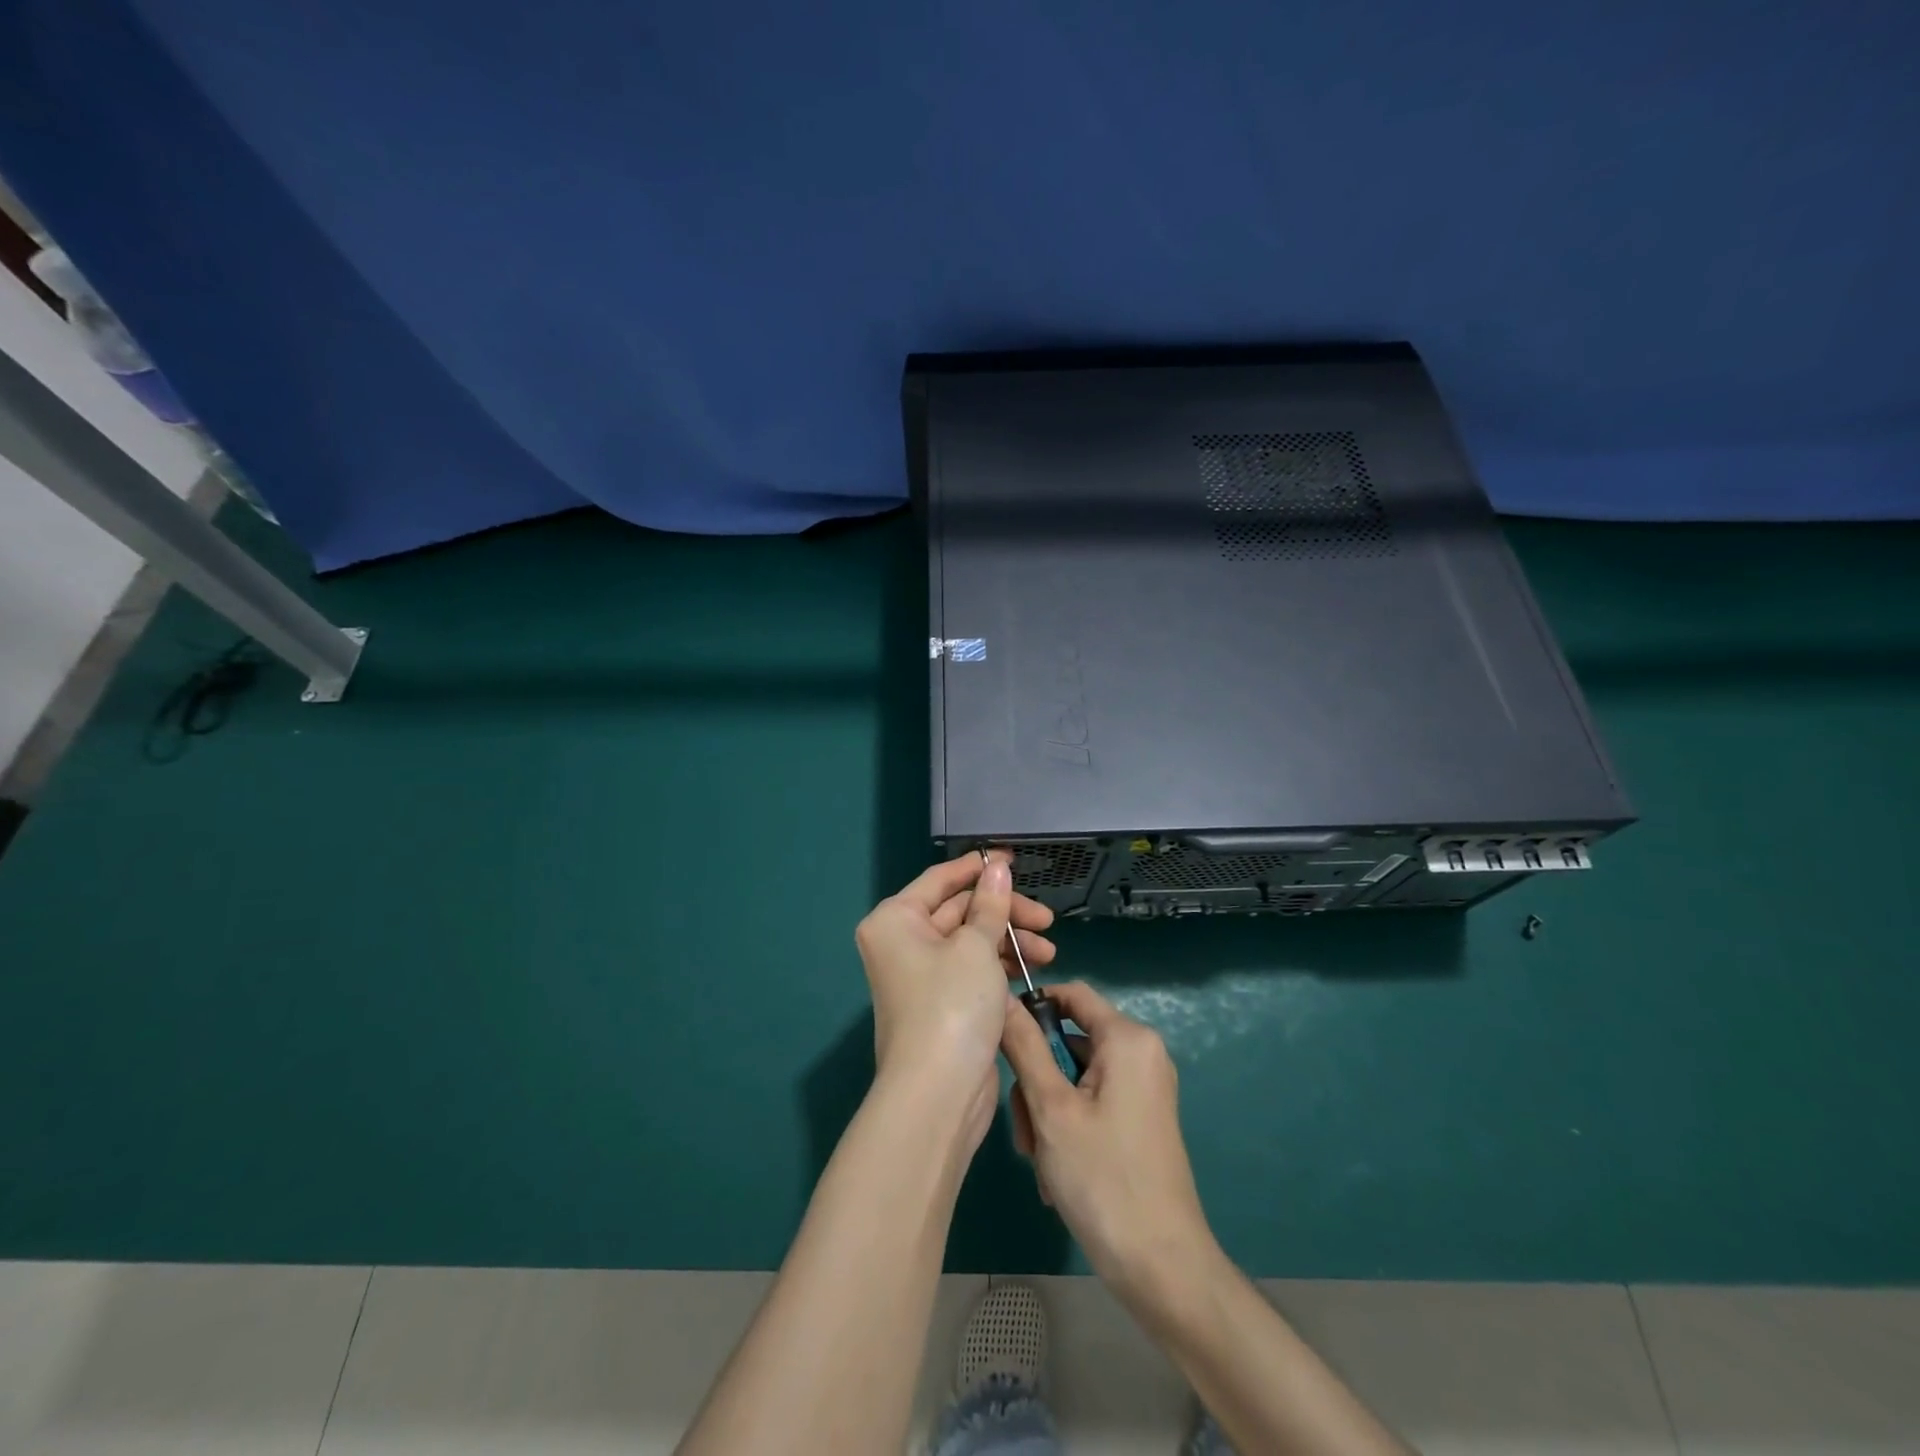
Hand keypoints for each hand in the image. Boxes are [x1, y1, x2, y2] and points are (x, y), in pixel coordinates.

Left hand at [854, 852, 1056, 1138]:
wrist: (938, 1094)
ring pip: (970, 941)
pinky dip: (999, 965)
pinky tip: (1031, 969)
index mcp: (896, 920)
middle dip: (1004, 913)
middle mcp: (902, 942)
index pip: (940, 880)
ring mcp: (922, 974)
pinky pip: (972, 969)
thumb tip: (997, 866)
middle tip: (1046, 920)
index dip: (978, 869)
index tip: (1015, 862)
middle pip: (959, 911)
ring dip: (1009, 941)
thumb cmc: (952, 1005)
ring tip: (1048, 951)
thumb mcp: (976, 947)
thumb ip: (990, 904)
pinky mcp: (942, 1002)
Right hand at [1002, 982, 1213, 1292]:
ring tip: (1041, 1160)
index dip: (1032, 1006)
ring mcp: (1144, 1088)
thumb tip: (1001, 998)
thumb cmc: (1103, 1179)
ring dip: (1047, 1112)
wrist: (1163, 1268)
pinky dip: (1068, 1126)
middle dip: (1037, 1080)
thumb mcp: (1051, 1108)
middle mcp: (1141, 1053)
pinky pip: (1092, 1101)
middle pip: (1069, 1040)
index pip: (1072, 994)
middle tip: (1025, 1129)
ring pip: (1074, 1076)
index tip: (999, 1039)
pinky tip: (1057, 1172)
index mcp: (1128, 1039)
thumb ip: (1025, 1047)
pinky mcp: (1141, 1118)